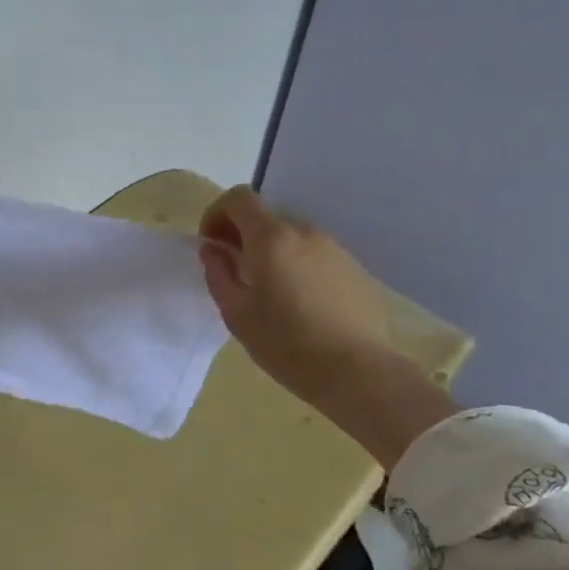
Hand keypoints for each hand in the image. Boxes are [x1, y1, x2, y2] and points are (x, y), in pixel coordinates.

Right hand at [199, 187, 390, 401]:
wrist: (356, 371)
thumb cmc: (286, 344)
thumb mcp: (237, 314)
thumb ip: (219, 274)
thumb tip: (213, 250)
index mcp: (272, 239)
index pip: (240, 198)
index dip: (218, 213)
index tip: (211, 243)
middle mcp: (305, 233)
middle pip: (266, 217)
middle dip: (244, 236)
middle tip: (235, 271)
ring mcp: (335, 249)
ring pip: (293, 238)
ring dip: (273, 252)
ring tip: (270, 292)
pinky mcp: (355, 269)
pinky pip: (316, 256)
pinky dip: (299, 267)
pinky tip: (301, 304)